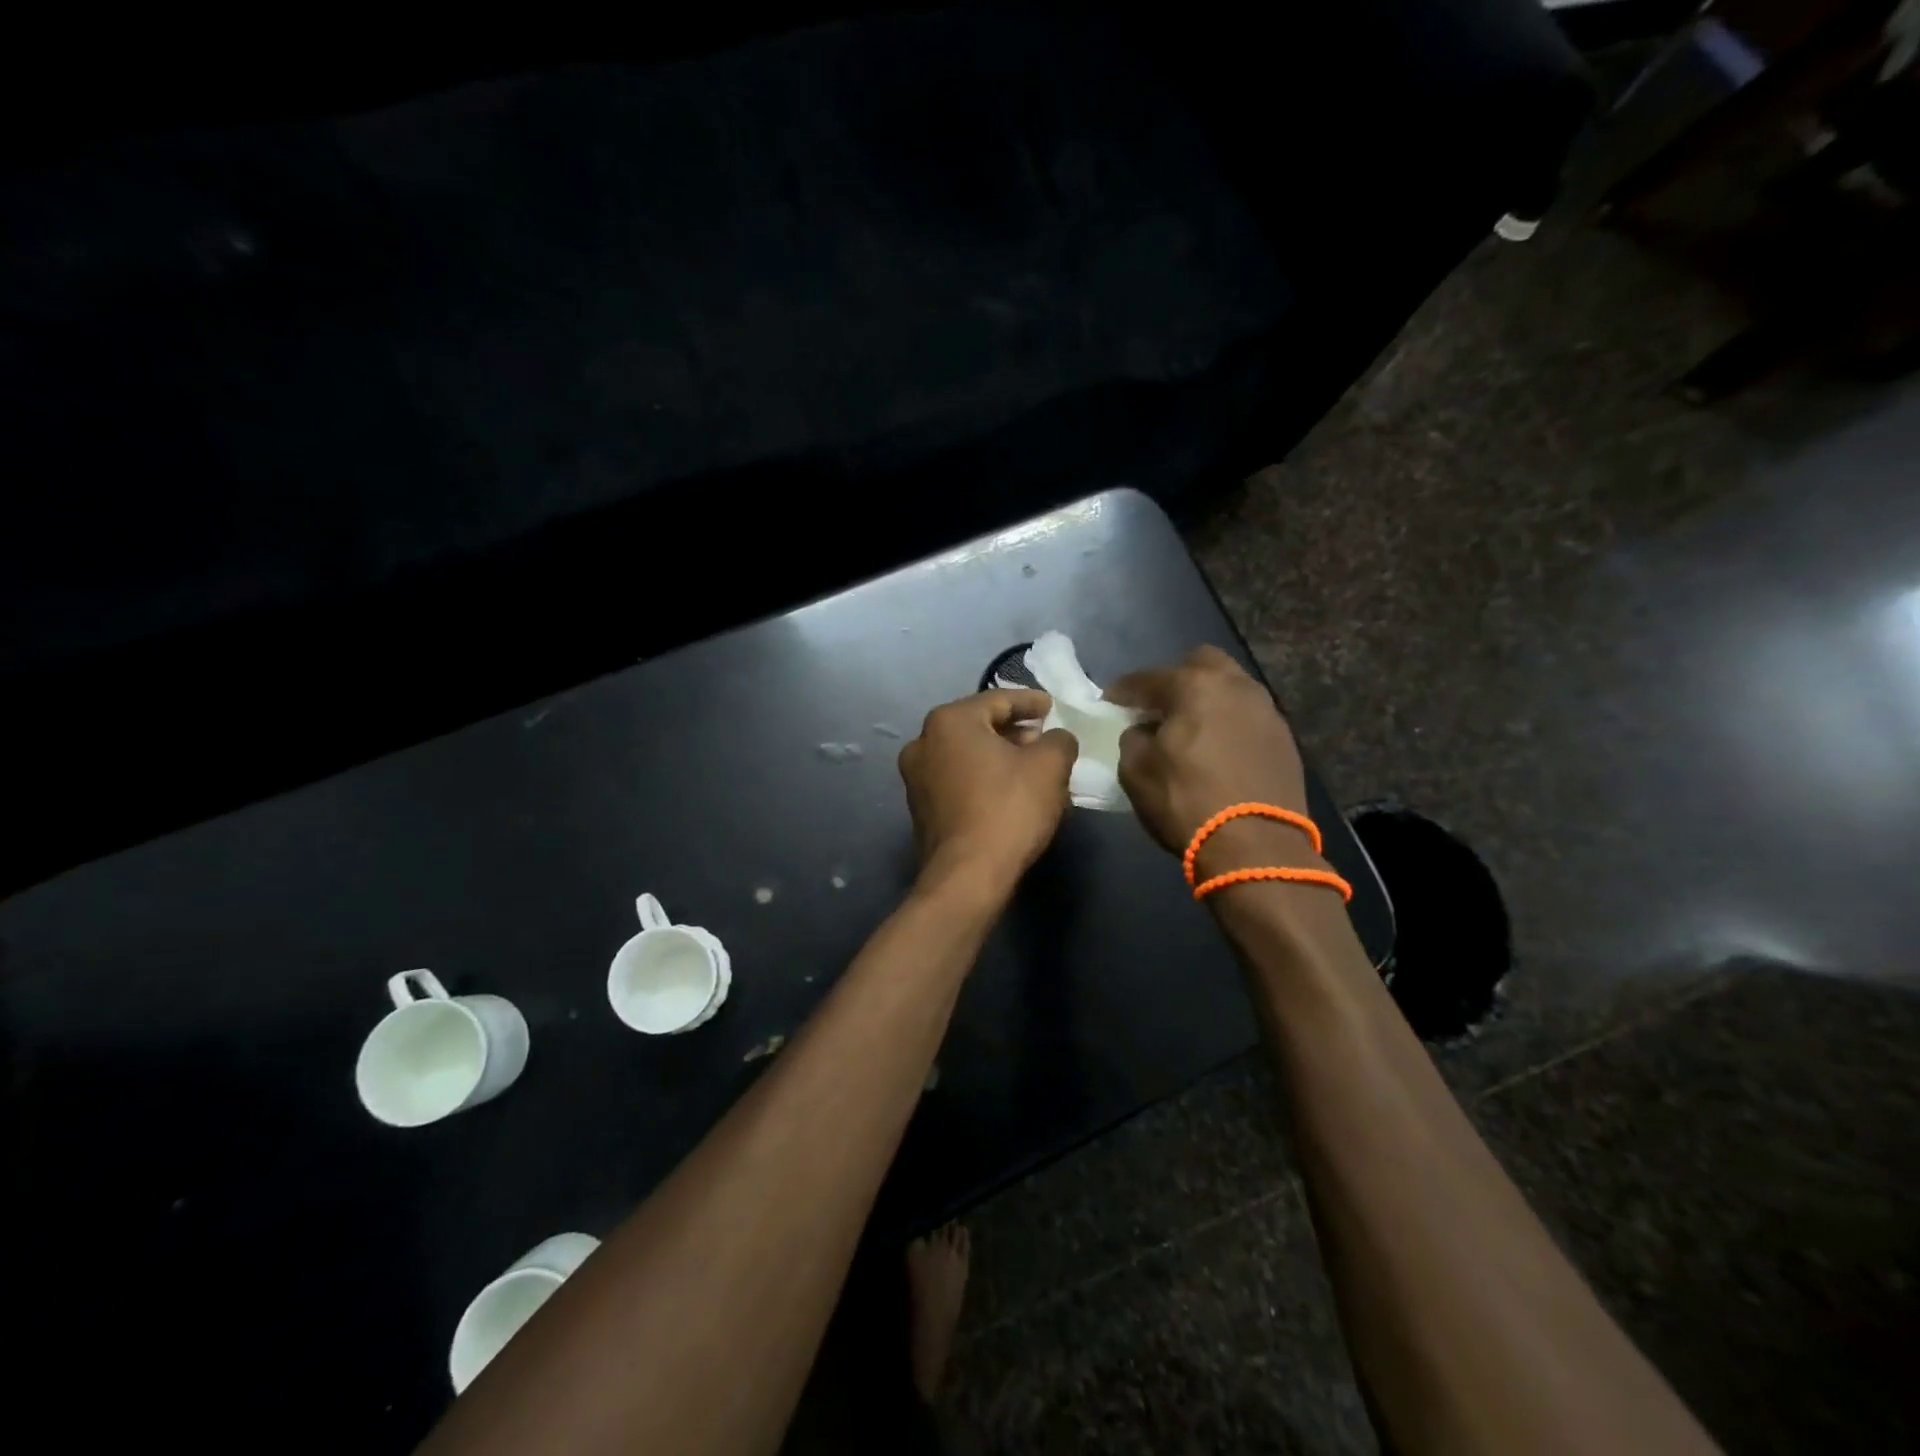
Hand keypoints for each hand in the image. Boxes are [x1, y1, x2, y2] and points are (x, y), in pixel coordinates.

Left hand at [898, 689, 1076, 897]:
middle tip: (1045, 739)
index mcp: (949, 721)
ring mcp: (916, 777)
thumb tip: (1056, 738)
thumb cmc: (1009, 808)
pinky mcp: (920, 808)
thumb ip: (1059, 740)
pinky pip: (958, 780)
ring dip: (999, 757)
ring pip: (967, 755)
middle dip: (1015, 732)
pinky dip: (983, 779)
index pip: (999, 700)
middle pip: (979, 726)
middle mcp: (923, 741)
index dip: (1031, 702)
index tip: (1053, 707)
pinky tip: (1009, 792)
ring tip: (1032, 768)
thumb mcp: (1049, 766)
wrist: (968, 875)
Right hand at [1106, 646, 1311, 865]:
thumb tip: (1143, 731)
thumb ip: (1133, 739)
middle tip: (1159, 708)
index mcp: (1195, 686)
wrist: (1257, 847)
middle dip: (1176, 679)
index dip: (1123, 690)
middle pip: (1201, 664)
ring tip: (1190, 730)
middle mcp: (1236, 686)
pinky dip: (1229, 725)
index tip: (1110, 704)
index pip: (1148, 678)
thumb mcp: (1136, 771)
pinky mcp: (1284, 740)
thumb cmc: (1187, 802)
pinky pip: (1248, 718)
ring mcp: (1267, 711)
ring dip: (1207, 702)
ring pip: (1230, 689)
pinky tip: (1218, 751)